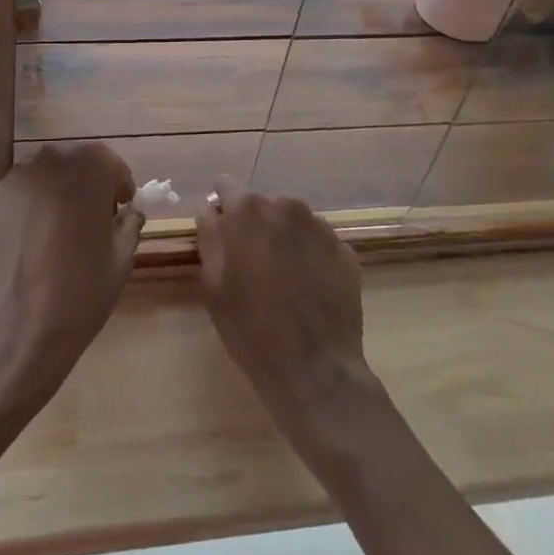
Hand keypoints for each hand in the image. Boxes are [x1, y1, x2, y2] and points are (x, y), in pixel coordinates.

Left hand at [0, 142, 143, 414]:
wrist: (17, 326)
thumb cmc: (80, 292)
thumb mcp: (121, 260)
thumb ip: (129, 225)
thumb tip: (129, 213)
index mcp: (89, 169)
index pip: (108, 162)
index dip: (118, 184)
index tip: (122, 207)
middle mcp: (50, 161)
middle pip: (74, 163)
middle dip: (86, 183)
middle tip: (93, 218)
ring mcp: (16, 178)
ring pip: (45, 175)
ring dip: (57, 191)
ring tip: (60, 229)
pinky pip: (20, 193)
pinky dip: (30, 205)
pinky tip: (33, 240)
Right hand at [196, 185, 378, 448]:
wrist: (315, 369)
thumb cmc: (251, 328)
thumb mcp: (212, 283)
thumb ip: (209, 235)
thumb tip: (211, 209)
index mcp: (249, 210)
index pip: (226, 185)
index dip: (222, 207)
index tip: (222, 234)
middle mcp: (287, 206)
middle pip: (262, 203)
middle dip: (254, 224)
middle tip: (251, 264)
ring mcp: (320, 226)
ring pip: (291, 220)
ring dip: (282, 237)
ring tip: (282, 278)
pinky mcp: (345, 249)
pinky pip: (316, 240)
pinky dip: (308, 254)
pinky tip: (307, 289)